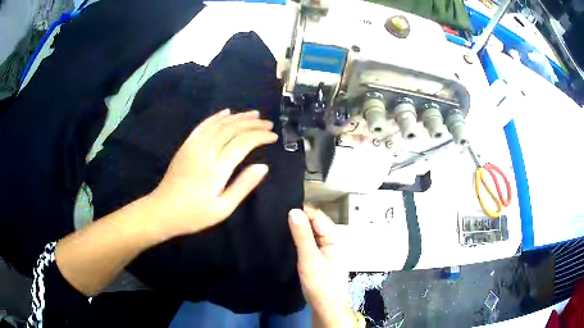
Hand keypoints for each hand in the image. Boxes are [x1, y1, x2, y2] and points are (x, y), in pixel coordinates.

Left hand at [149, 109, 277, 239]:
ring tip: (253, 114)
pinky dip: (216, 117)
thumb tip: (263, 167)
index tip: (273, 136)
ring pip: (219, 124)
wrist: (162, 211)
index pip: (244, 143)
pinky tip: (226, 112)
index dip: (260, 136)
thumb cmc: (194, 214)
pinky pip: (203, 126)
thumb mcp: (223, 208)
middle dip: (253, 124)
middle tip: (268, 123)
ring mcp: (194, 146)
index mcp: (217, 168)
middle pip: (232, 129)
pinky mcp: (186, 145)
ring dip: (238, 117)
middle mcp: (206, 151)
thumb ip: (243, 186)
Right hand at [289, 207, 359, 327]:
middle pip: (315, 224)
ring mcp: (325, 251)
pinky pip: (309, 244)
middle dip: (299, 218)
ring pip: (311, 234)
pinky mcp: (319, 260)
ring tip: (278, 223)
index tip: (282, 205)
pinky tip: (287, 240)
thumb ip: (302, 235)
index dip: (302, 209)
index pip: (318, 216)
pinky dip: (299, 239)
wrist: (326, 307)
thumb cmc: (320, 284)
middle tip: (277, 214)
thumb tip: (293, 211)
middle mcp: (331, 242)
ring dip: (298, 228)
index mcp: (333, 238)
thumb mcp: (309, 259)